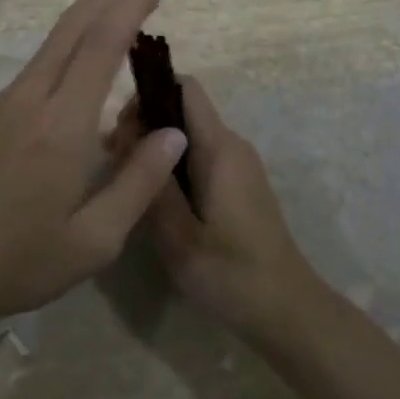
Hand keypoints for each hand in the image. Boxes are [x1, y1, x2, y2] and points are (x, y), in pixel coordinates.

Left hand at [0, 0, 190, 331]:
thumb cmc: (19, 262)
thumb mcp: (94, 240)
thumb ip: (139, 181)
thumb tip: (176, 131)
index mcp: (62, 123)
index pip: (103, 41)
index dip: (135, 1)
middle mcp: (33, 96)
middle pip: (76, 22)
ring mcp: (8, 99)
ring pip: (57, 37)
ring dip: (96, 10)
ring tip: (132, 3)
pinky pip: (44, 58)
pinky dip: (76, 37)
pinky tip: (93, 52)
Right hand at [114, 77, 318, 337]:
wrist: (287, 311)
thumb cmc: (231, 274)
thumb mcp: (179, 237)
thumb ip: (153, 184)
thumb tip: (130, 135)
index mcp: (220, 147)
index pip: (185, 87)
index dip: (149, 90)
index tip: (119, 124)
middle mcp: (231, 144)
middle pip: (182, 109)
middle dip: (144, 122)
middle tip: (112, 158)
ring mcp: (238, 164)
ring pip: (188, 134)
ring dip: (154, 146)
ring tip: (124, 178)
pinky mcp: (238, 183)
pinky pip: (199, 154)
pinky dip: (171, 162)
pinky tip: (151, 194)